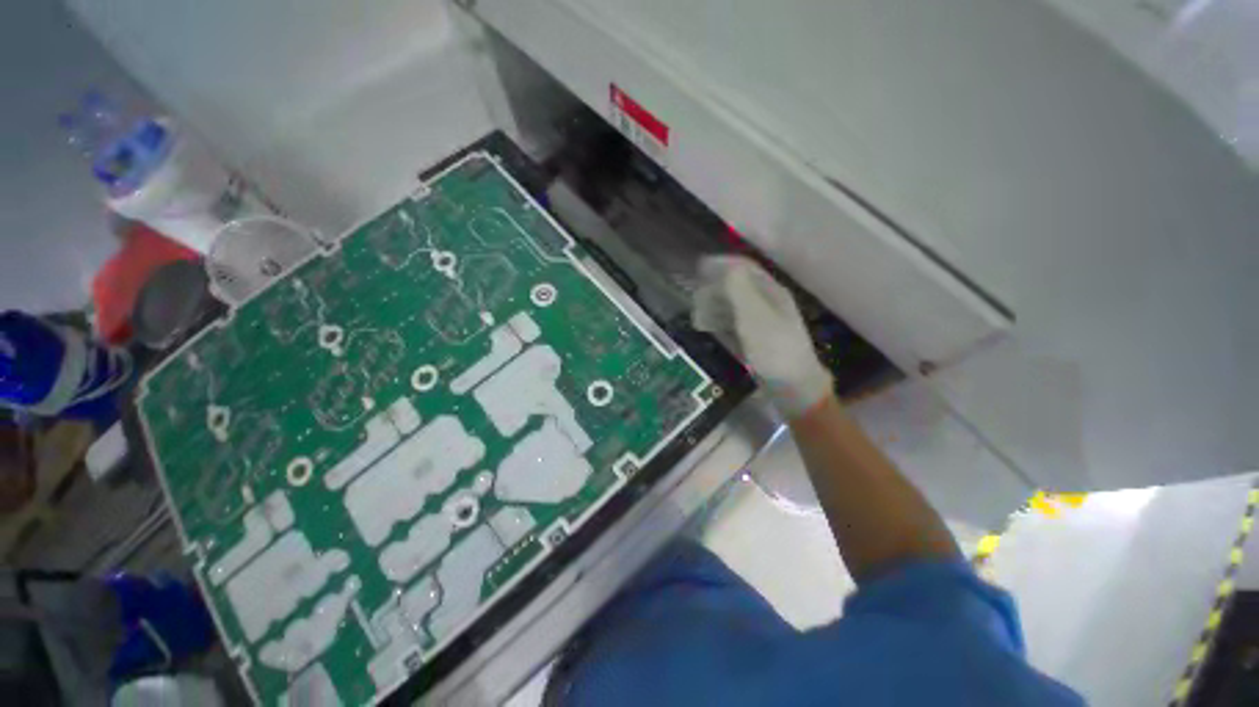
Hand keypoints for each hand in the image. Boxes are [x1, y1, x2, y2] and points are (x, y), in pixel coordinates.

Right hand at [693, 256, 831, 417]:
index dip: (722, 264)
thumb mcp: (755, 316)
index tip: (699, 268)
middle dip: (714, 288)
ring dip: (714, 305)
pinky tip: (708, 327)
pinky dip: (719, 321)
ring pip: (734, 305)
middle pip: (738, 286)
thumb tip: (724, 266)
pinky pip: (734, 323)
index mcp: (771, 292)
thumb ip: (740, 289)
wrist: (793, 388)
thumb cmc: (774, 349)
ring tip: (697, 315)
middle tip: (694, 297)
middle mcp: (767, 303)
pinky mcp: (756, 340)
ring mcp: (762, 323)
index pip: (745, 267)